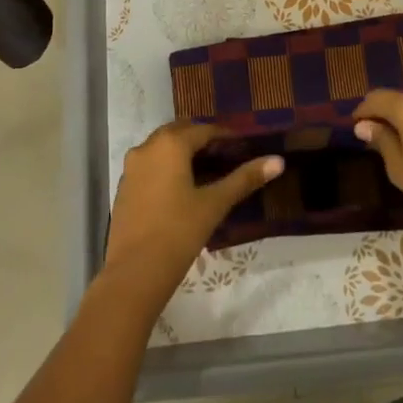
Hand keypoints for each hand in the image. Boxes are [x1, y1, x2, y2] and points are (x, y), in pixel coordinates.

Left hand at [104, 123, 282, 295]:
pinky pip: (149, 166)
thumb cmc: (179, 232)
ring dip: (182, 152)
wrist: (135, 272)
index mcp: (170, 144)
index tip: (243, 146)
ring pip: (161, 148)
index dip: (226, 136)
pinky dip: (166, 167)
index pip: (204, 130)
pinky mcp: (124, 188)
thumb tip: (278, 161)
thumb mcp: (215, 204)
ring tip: (206, 170)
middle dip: (201, 139)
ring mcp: (131, 168)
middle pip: (179, 132)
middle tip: (225, 155)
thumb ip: (245, 178)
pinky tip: (181, 189)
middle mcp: (147, 148)